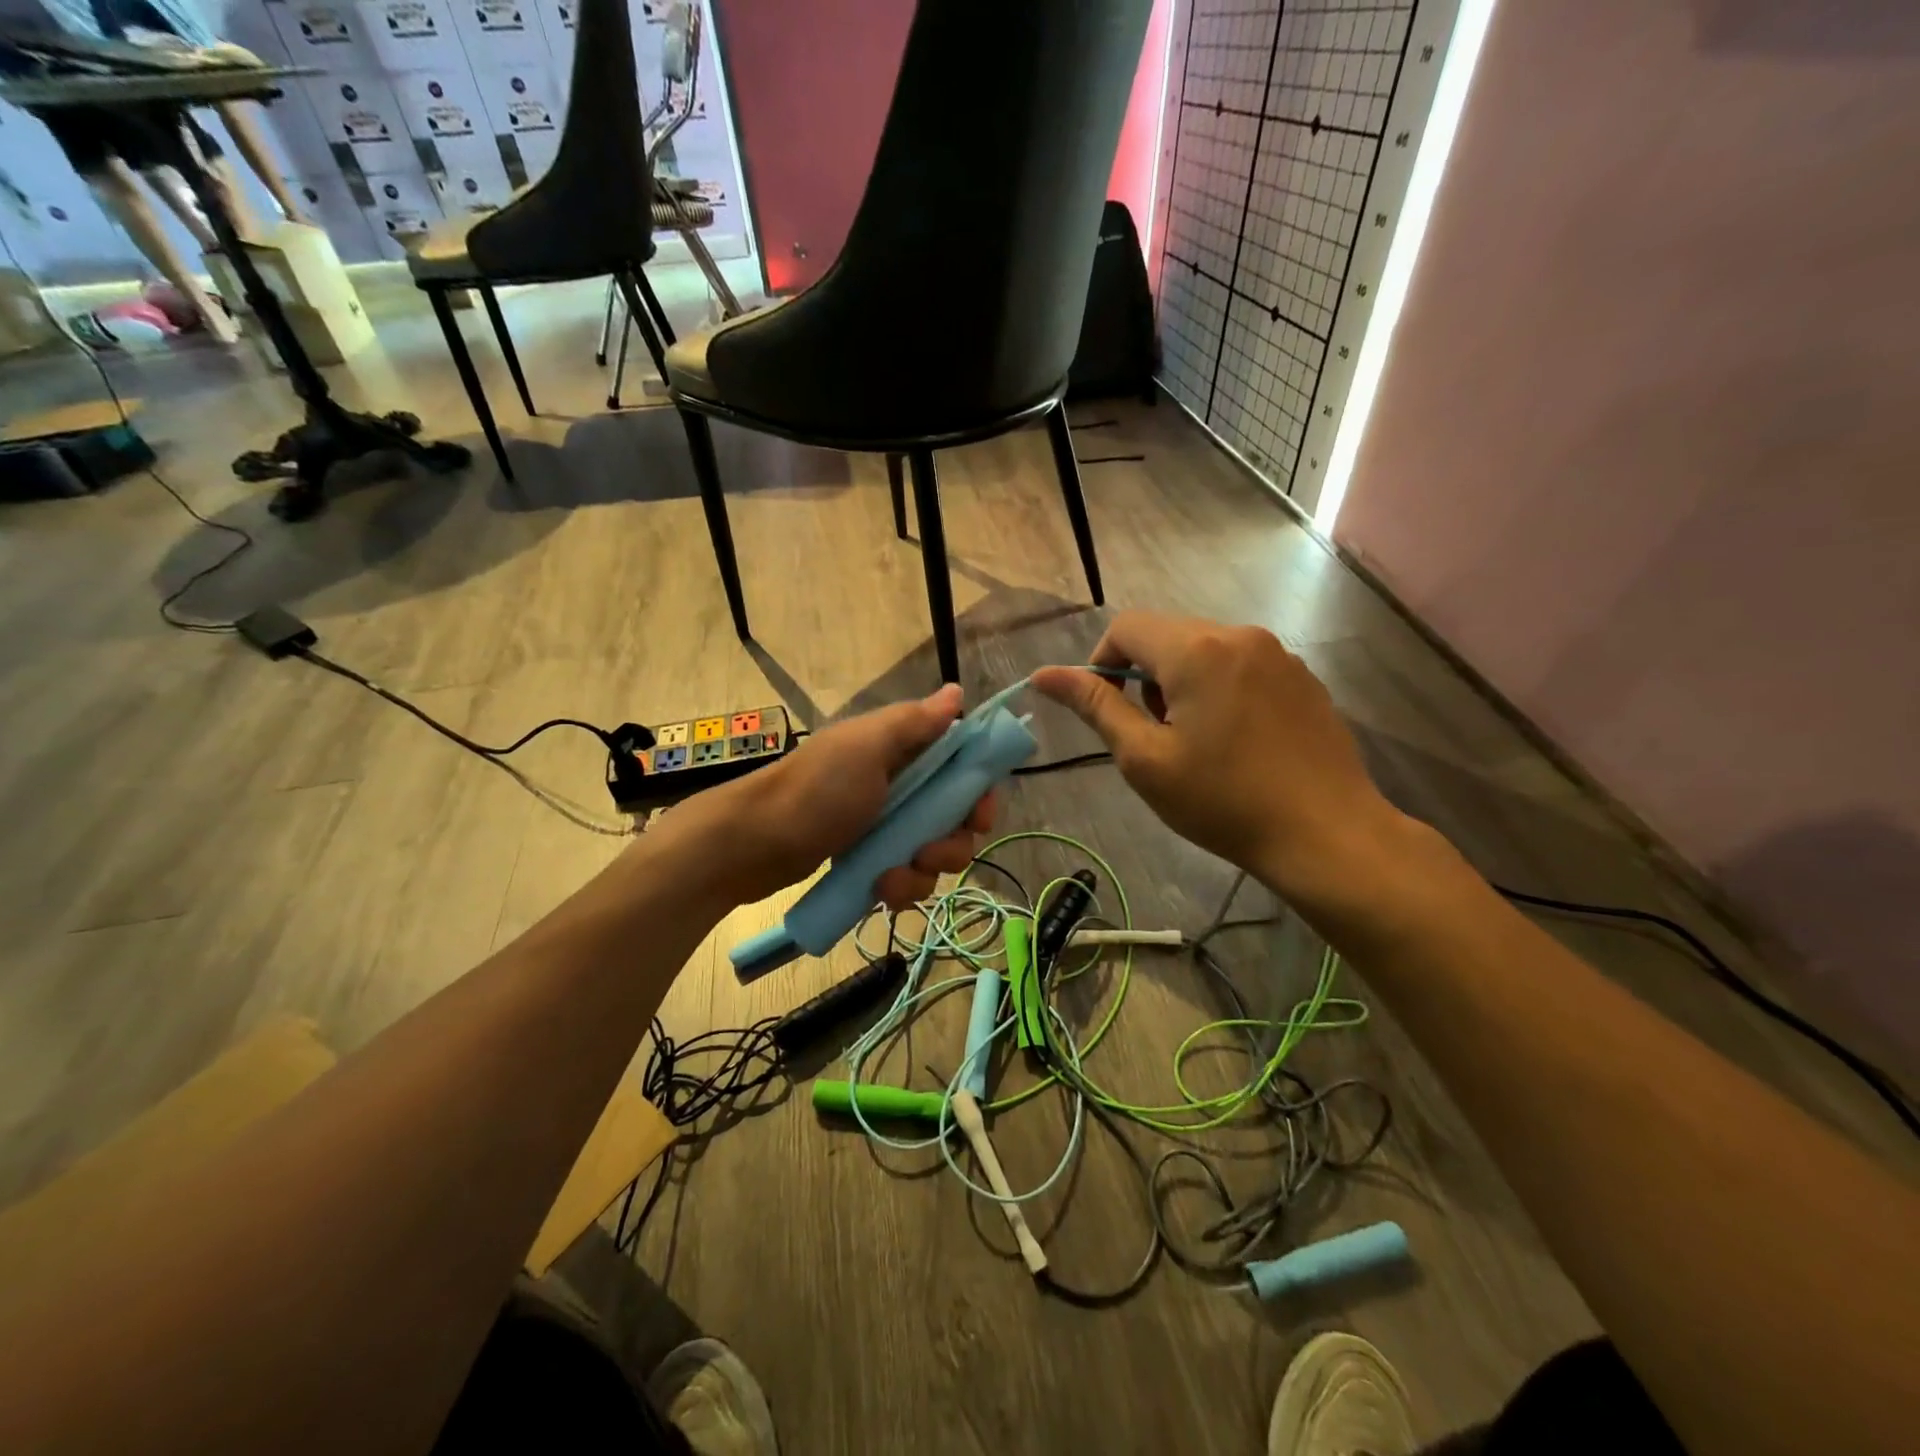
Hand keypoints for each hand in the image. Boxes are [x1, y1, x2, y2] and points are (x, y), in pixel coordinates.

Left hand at [664, 685, 996, 910]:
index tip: (979, 817)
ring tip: (891, 878)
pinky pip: (905, 877)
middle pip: (954, 817)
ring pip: (932, 853)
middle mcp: (897, 785)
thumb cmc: (814, 791)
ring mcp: (882, 825)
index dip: (977, 792)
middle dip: (951, 842)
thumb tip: (957, 690)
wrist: (750, 844)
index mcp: (900, 750)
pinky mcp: (868, 859)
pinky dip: (900, 887)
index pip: (961, 766)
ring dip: (922, 872)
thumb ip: (914, 723)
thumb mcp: (866, 748)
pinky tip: (880, 891)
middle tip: (929, 853)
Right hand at [1030, 612, 1395, 896]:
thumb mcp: (1144, 758)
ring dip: (1181, 683)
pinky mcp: (1302, 677)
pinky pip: (1241, 666)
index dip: (1102, 664)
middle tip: (1153, 736)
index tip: (1109, 712)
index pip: (1126, 628)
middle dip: (1144, 677)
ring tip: (1194, 741)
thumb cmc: (1223, 801)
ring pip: (1205, 650)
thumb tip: (1043, 675)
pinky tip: (1235, 741)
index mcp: (1196, 649)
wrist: (1326, 834)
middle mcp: (1239, 635)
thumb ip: (1095, 706)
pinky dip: (1219, 688)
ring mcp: (1278, 654)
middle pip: (1167, 635)